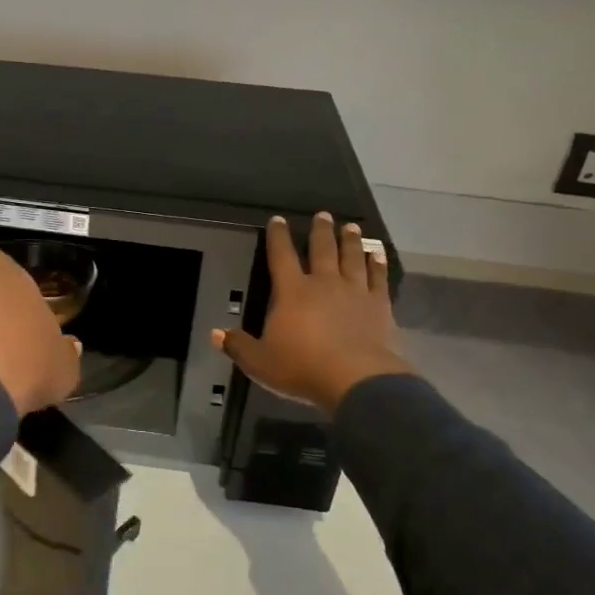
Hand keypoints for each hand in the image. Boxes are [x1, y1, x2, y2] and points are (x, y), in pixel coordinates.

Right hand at [214, 214, 411, 414]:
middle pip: (322, 249)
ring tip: (350, 226)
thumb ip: (238, 346)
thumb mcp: (260, 362)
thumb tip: (215, 333)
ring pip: (351, 257)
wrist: (357, 380)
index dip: (278, 236)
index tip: (278, 219)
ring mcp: (355, 292)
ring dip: (350, 241)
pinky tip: (378, 254)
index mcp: (292, 291)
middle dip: (320, 230)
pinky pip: (378, 278)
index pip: (281, 256)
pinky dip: (378, 264)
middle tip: (323, 214)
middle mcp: (323, 283)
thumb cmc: (302, 368)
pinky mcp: (379, 305)